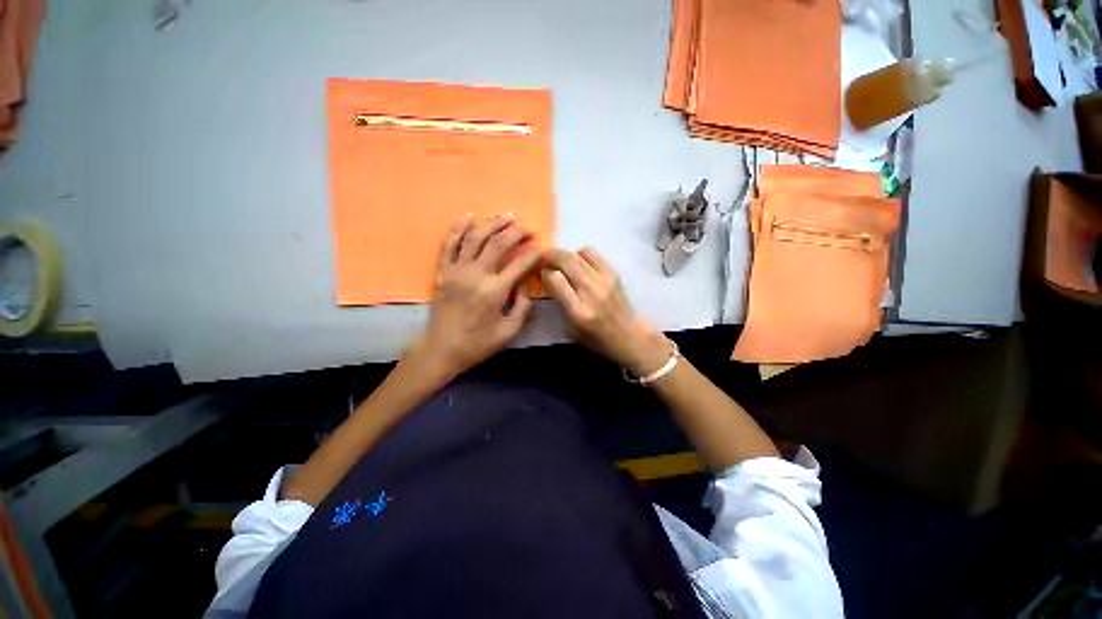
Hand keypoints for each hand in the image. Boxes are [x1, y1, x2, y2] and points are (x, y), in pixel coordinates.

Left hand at [411, 215, 540, 377]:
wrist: (442, 349)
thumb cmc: (478, 343)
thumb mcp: (509, 331)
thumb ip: (522, 306)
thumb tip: (525, 283)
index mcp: (495, 291)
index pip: (520, 264)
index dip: (534, 255)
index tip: (542, 251)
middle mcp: (476, 274)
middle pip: (499, 243)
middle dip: (517, 232)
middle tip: (528, 229)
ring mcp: (457, 270)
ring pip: (475, 237)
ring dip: (492, 224)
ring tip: (506, 216)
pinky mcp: (443, 271)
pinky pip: (449, 244)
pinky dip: (458, 228)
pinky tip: (468, 217)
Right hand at [541, 247, 671, 375]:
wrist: (629, 336)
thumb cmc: (597, 338)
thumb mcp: (571, 328)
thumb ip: (559, 302)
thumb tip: (548, 277)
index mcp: (578, 311)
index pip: (555, 279)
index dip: (544, 273)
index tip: (541, 273)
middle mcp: (591, 291)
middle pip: (566, 261)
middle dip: (550, 256)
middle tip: (543, 258)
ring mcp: (604, 280)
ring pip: (578, 254)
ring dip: (565, 255)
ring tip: (562, 262)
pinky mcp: (613, 273)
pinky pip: (592, 253)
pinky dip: (581, 254)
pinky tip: (580, 264)